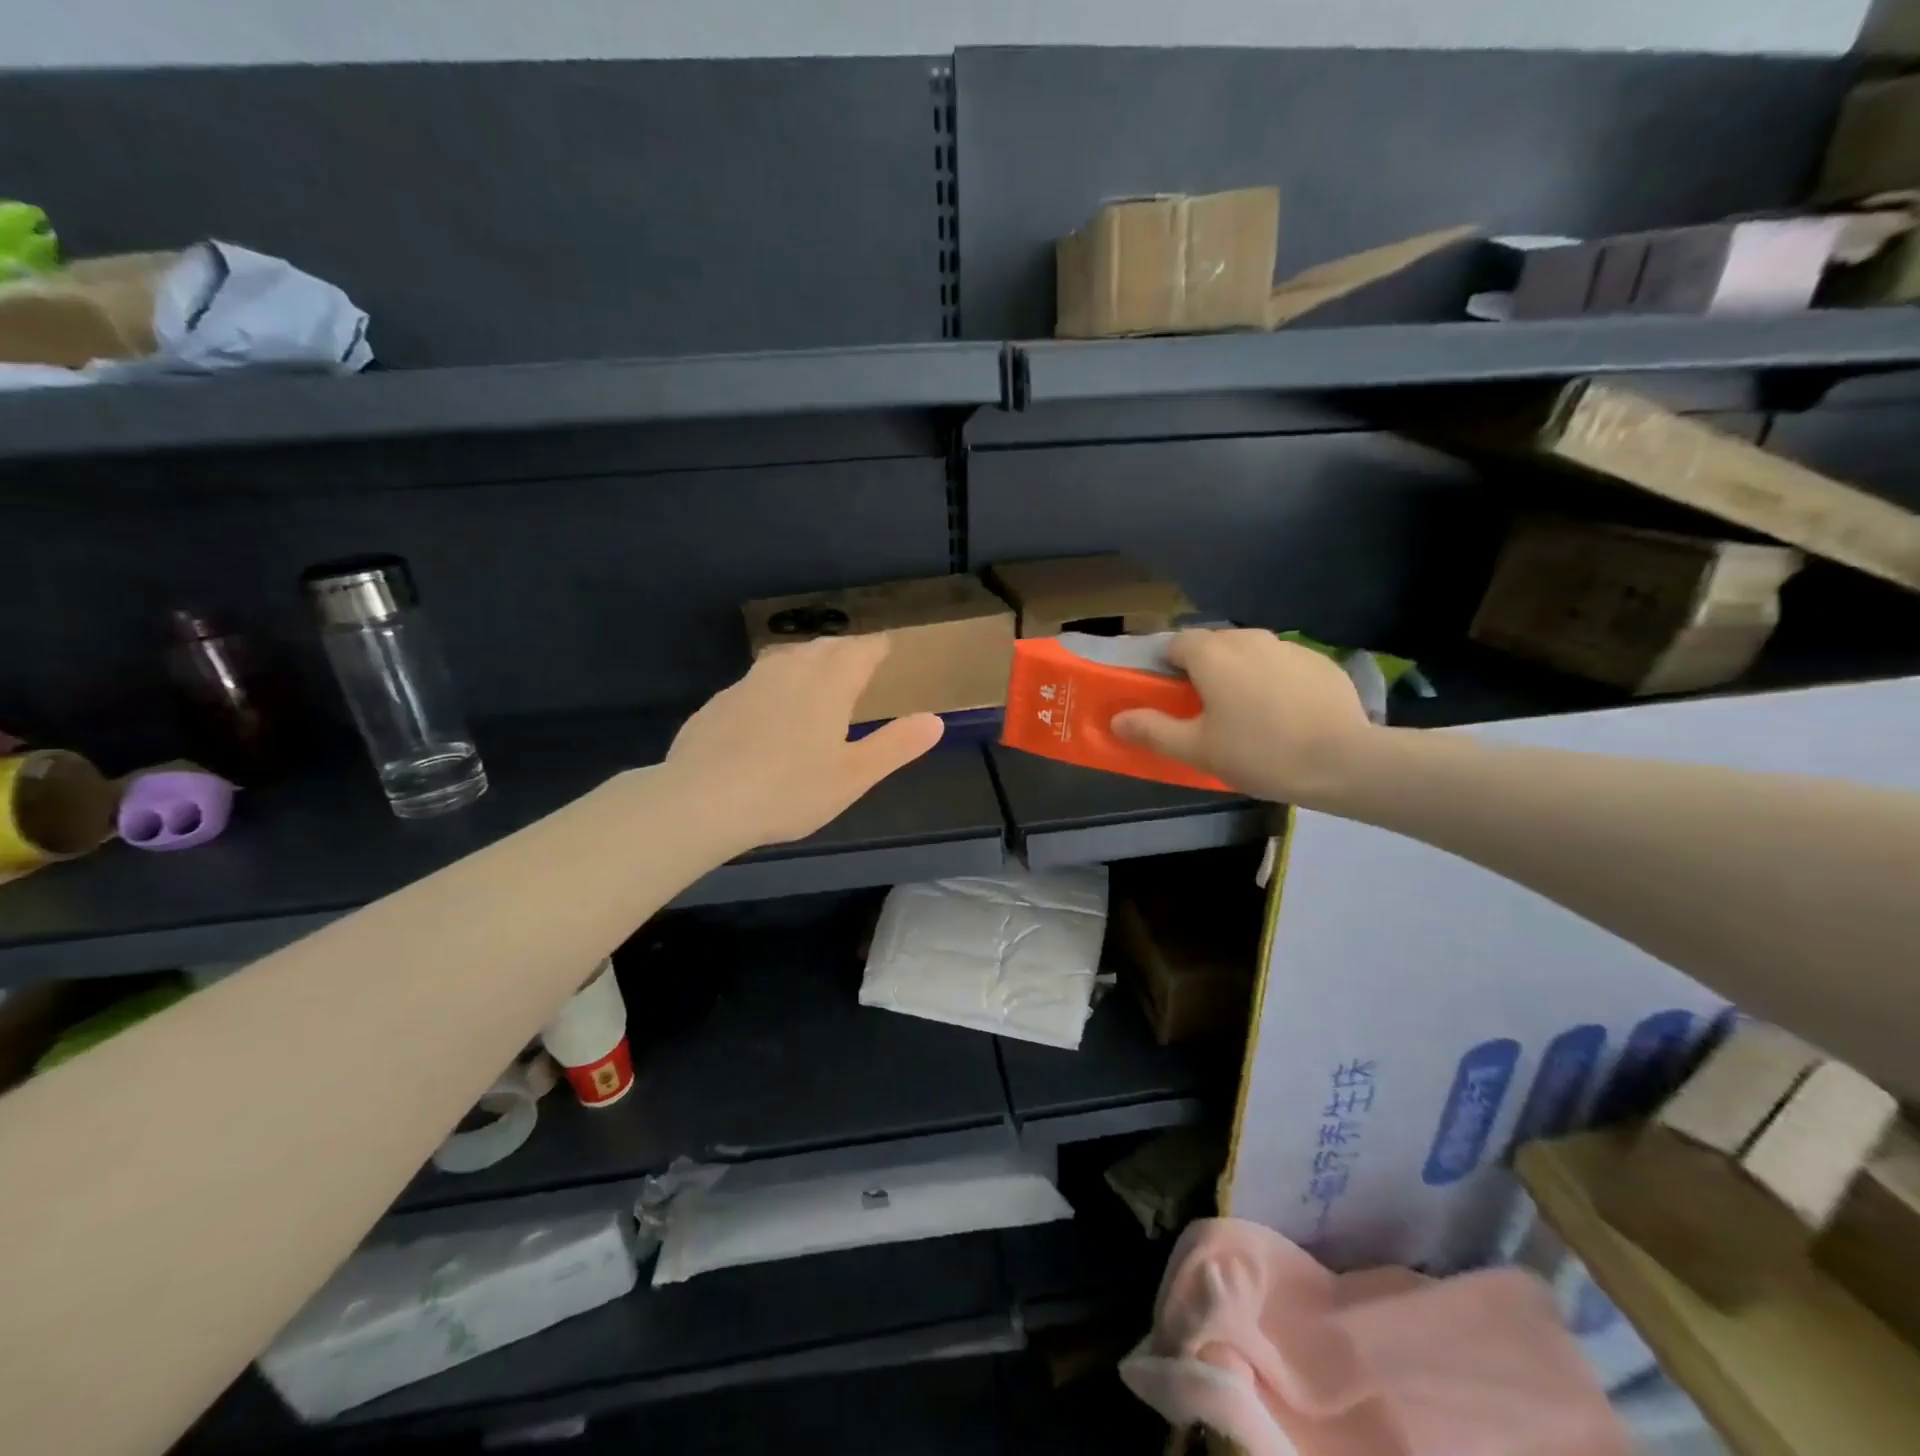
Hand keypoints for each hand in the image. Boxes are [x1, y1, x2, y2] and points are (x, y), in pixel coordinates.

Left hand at [665, 635, 943, 851]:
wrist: (700, 800)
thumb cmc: (789, 790)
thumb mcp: (854, 776)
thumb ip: (896, 745)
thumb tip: (934, 720)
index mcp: (829, 682)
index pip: (863, 648)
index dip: (879, 648)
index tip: (889, 651)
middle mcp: (791, 669)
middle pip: (825, 647)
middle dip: (846, 651)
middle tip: (860, 666)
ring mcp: (749, 682)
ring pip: (787, 658)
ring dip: (809, 662)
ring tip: (818, 681)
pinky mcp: (720, 701)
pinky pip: (757, 681)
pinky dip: (775, 686)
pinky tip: (770, 715)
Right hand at [1110, 629, 1375, 806]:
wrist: (1343, 760)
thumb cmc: (1258, 752)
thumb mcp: (1196, 749)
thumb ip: (1152, 729)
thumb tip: (1117, 719)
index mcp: (1212, 654)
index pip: (1175, 644)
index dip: (1166, 668)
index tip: (1171, 698)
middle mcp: (1248, 638)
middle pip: (1213, 646)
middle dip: (1204, 671)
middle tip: (1207, 712)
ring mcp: (1289, 646)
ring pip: (1250, 654)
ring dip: (1241, 674)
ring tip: (1249, 715)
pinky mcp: (1321, 662)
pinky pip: (1283, 665)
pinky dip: (1276, 682)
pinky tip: (1286, 716)